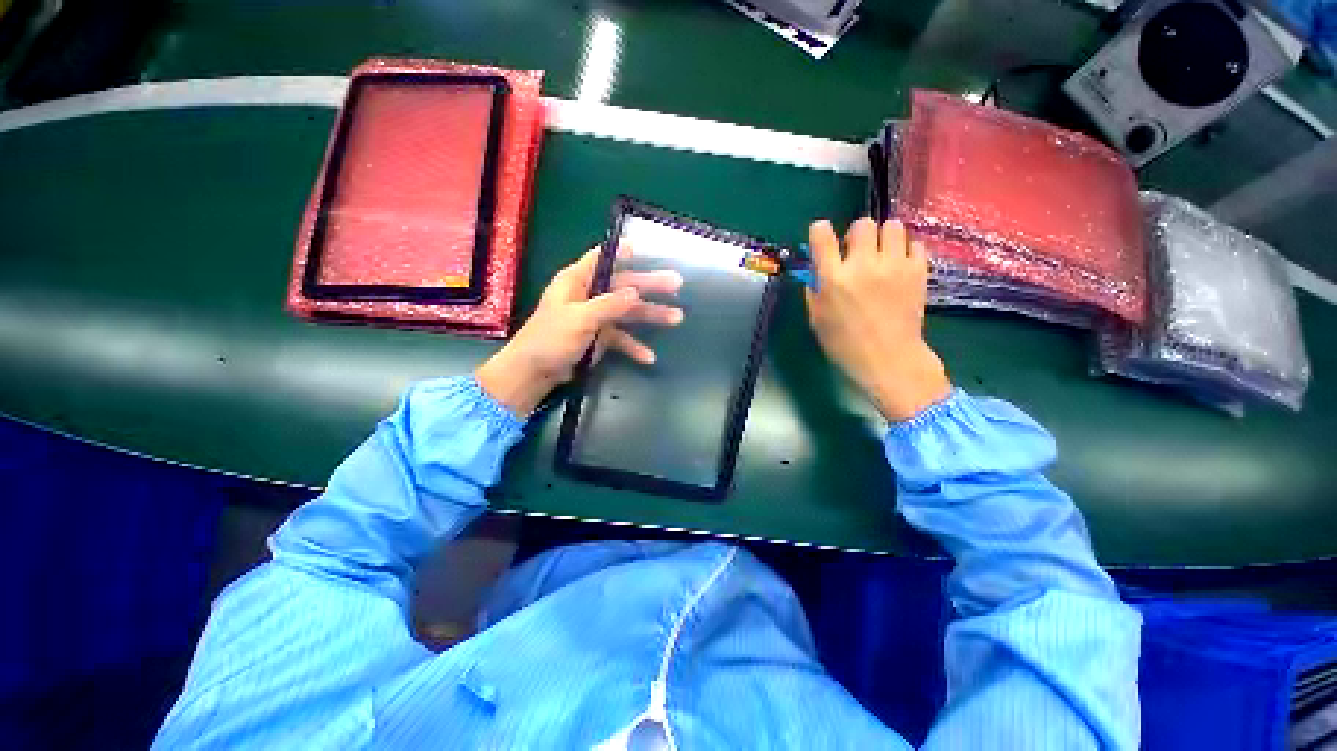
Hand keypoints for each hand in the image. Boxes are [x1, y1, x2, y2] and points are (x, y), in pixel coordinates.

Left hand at [476, 246, 683, 414]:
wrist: (535, 373)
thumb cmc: (551, 338)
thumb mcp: (580, 318)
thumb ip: (609, 305)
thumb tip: (636, 292)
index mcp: (577, 281)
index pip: (602, 258)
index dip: (623, 252)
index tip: (647, 249)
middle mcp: (588, 295)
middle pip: (624, 285)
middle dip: (650, 286)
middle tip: (677, 284)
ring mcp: (595, 317)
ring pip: (627, 312)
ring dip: (650, 315)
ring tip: (677, 317)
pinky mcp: (599, 337)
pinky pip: (621, 338)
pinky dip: (634, 346)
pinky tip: (649, 357)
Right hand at [806, 218, 951, 421]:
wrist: (887, 359)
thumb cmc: (844, 344)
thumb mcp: (817, 318)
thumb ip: (814, 290)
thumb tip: (817, 270)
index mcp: (833, 278)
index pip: (822, 234)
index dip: (820, 231)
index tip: (822, 237)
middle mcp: (863, 265)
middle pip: (863, 224)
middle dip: (857, 235)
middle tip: (857, 253)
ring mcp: (894, 266)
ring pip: (893, 226)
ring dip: (884, 237)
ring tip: (882, 255)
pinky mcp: (918, 271)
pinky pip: (914, 243)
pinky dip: (905, 250)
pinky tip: (899, 265)